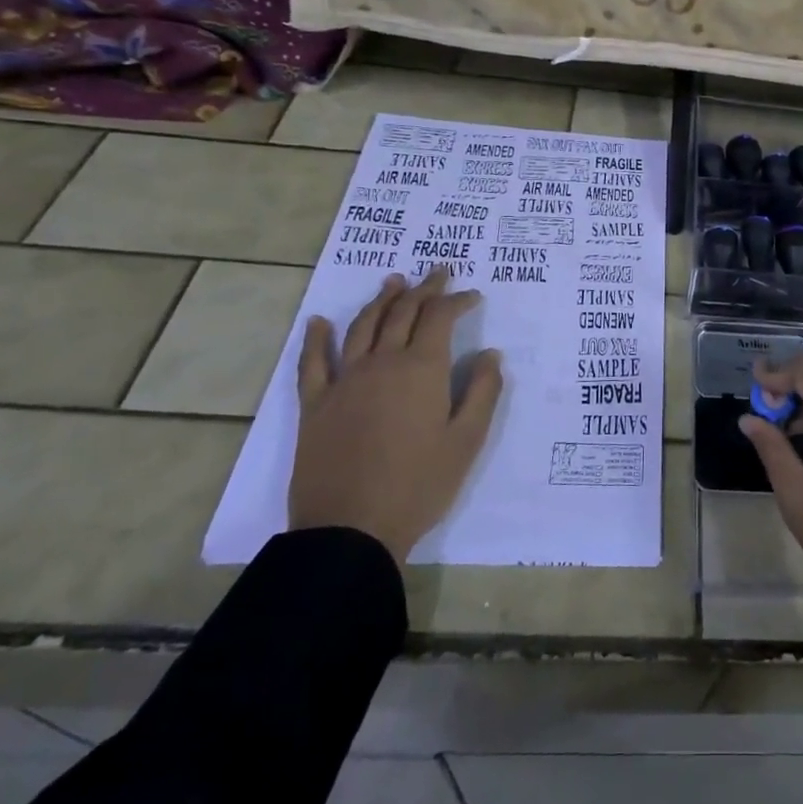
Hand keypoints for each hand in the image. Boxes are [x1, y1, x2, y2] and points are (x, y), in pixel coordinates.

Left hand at [288, 268, 503, 563]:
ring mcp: (344, 381)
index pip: (440, 318)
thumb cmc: (419, 485)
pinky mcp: (314, 405)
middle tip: (438, 273)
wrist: (350, 530)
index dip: (457, 300)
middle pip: (402, 313)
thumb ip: (484, 391)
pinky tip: (318, 322)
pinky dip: (315, 338)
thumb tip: (490, 354)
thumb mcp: (468, 441)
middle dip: (424, 290)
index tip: (473, 295)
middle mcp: (382, 363)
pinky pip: (312, 363)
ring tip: (394, 282)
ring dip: (381, 300)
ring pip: (362, 326)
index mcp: (421, 369)